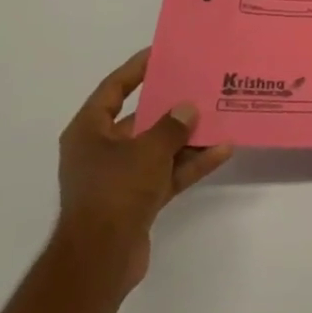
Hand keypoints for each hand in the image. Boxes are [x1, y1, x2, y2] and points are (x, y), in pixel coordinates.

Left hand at [56, 48, 231, 291]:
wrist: (100, 258)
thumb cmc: (115, 191)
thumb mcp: (147, 150)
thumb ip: (171, 126)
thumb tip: (187, 108)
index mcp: (88, 132)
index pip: (112, 90)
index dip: (135, 70)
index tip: (161, 54)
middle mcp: (100, 151)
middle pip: (140, 120)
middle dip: (171, 106)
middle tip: (200, 86)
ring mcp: (120, 177)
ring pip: (158, 148)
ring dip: (187, 137)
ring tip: (220, 117)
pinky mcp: (137, 200)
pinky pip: (167, 173)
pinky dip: (191, 164)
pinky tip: (222, 151)